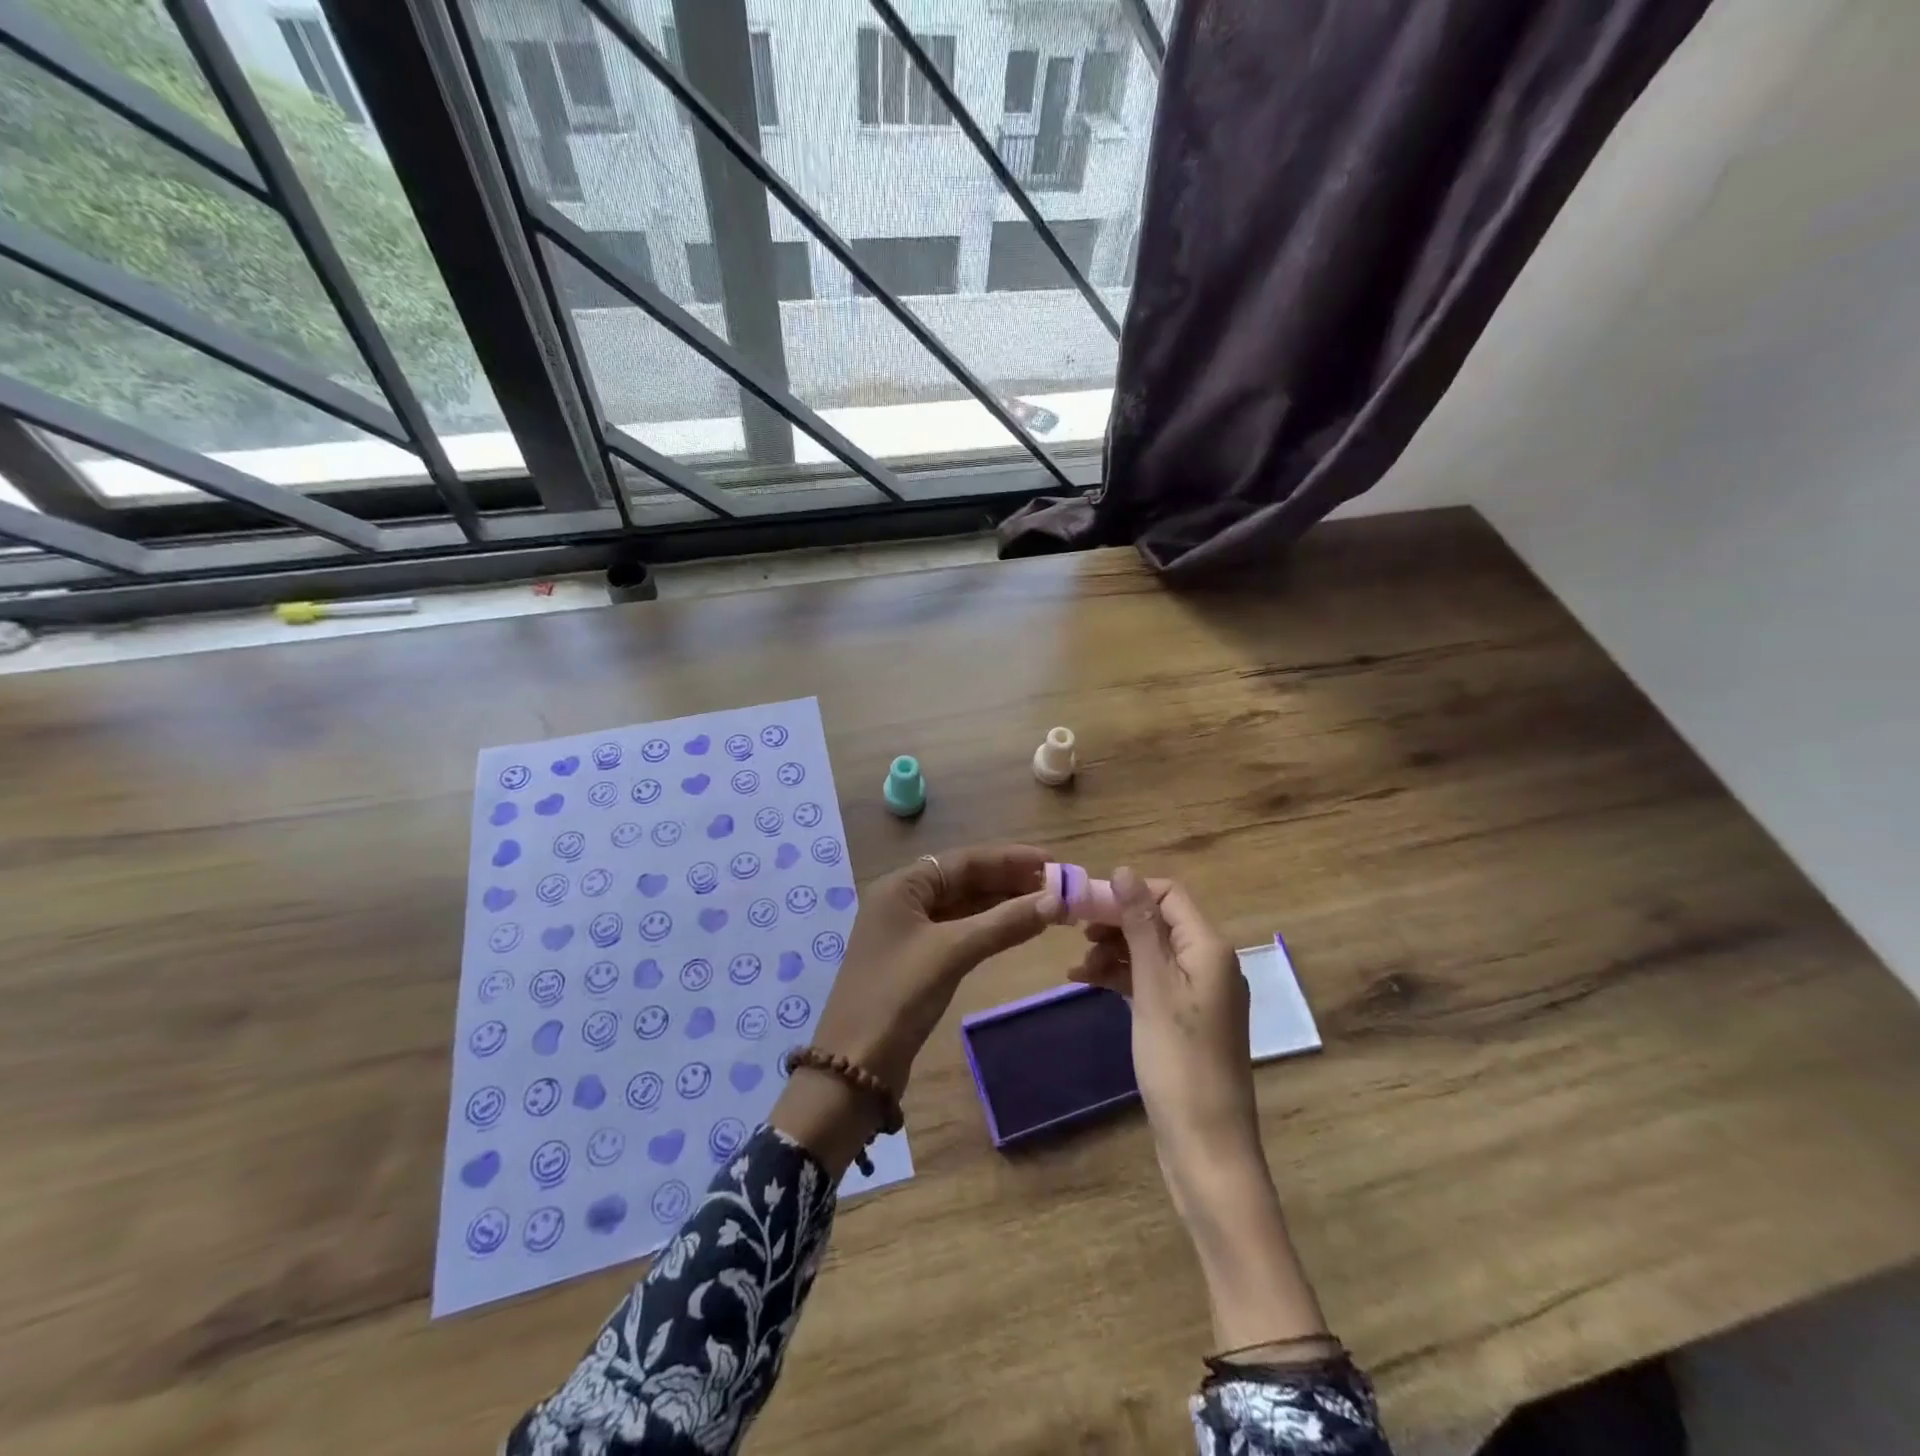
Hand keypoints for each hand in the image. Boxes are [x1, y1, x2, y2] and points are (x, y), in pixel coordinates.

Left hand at [815, 843, 1058, 1089]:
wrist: (855, 1067)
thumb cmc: (898, 996)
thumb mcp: (952, 953)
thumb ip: (1003, 923)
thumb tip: (1056, 900)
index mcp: (902, 886)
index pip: (965, 860)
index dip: (1011, 859)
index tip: (1054, 862)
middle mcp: (903, 900)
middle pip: (965, 880)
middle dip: (1010, 881)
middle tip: (1058, 886)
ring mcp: (908, 931)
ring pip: (964, 906)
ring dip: (1003, 905)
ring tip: (1048, 905)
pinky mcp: (916, 960)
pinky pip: (959, 931)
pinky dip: (988, 928)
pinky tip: (1017, 929)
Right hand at [1070, 867, 1259, 1172]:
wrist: (1206, 1146)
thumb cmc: (1178, 1061)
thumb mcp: (1153, 987)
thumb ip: (1139, 926)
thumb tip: (1124, 870)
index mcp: (1209, 948)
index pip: (1167, 894)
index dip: (1125, 893)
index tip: (1082, 905)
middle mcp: (1209, 962)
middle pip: (1157, 921)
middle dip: (1115, 922)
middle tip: (1072, 932)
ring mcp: (1199, 992)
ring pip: (1151, 952)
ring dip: (1114, 951)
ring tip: (1076, 968)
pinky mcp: (1187, 1018)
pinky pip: (1152, 981)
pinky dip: (1122, 978)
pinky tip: (1088, 982)